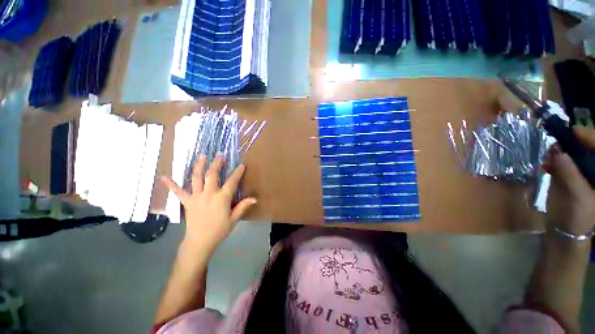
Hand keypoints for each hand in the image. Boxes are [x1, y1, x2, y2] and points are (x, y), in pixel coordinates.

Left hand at [161, 154, 256, 254]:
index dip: (237, 172)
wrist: (199, 242)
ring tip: (201, 157)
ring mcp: (196, 197)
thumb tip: (255, 198)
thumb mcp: (234, 219)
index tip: (241, 165)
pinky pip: (178, 192)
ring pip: (196, 178)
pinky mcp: (187, 202)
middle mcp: (209, 194)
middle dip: (216, 163)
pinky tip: (163, 176)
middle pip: (212, 175)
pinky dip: (171, 184)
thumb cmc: (219, 230)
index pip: (232, 181)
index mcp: (222, 198)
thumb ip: (243, 206)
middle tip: (219, 155)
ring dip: (199, 166)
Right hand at [544, 126, 594, 235]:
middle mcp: (593, 169)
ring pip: (572, 153)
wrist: (564, 231)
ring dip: (560, 151)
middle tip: (558, 141)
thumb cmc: (577, 217)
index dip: (588, 137)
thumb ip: (568, 172)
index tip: (572, 131)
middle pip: (586, 148)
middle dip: (572, 143)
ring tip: (549, 154)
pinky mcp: (568, 176)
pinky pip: (561, 161)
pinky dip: (552, 160)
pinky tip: (546, 164)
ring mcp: (581, 172)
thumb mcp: (576, 195)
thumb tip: (556, 150)